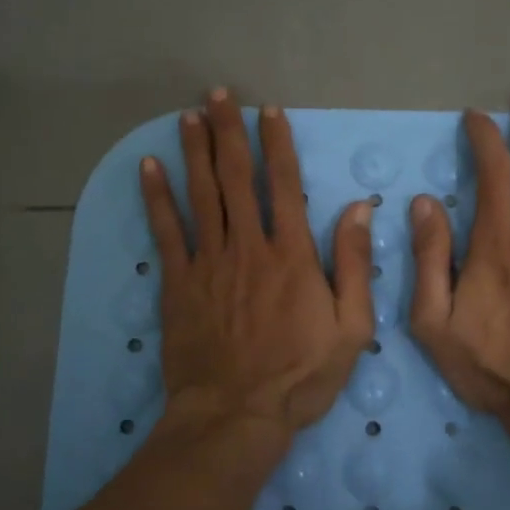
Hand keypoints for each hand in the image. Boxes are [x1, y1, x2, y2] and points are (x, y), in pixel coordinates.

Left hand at [140, 90, 375, 436]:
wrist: (236, 415)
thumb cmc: (301, 375)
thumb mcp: (352, 327)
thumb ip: (356, 265)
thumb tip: (359, 209)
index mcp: (292, 254)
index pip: (285, 185)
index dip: (278, 145)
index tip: (270, 112)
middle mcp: (248, 246)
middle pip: (237, 177)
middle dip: (229, 132)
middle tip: (219, 94)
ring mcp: (209, 263)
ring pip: (201, 195)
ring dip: (195, 151)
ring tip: (188, 115)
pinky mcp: (179, 283)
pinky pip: (167, 232)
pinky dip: (158, 197)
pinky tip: (149, 168)